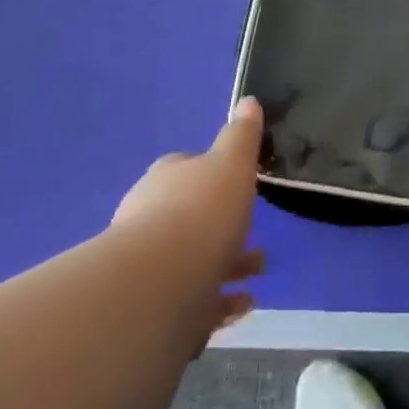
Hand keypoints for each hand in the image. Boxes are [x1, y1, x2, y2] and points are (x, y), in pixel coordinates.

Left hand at [111, 97, 265, 333]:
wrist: (160, 284)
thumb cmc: (201, 211)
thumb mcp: (231, 163)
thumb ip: (241, 136)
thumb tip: (248, 101)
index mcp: (166, 180)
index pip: (186, 168)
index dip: (212, 174)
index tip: (238, 184)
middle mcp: (149, 218)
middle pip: (189, 217)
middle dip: (223, 226)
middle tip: (256, 236)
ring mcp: (148, 266)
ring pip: (192, 261)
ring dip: (226, 265)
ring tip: (259, 275)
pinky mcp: (154, 307)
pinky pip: (192, 301)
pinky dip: (219, 302)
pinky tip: (242, 306)